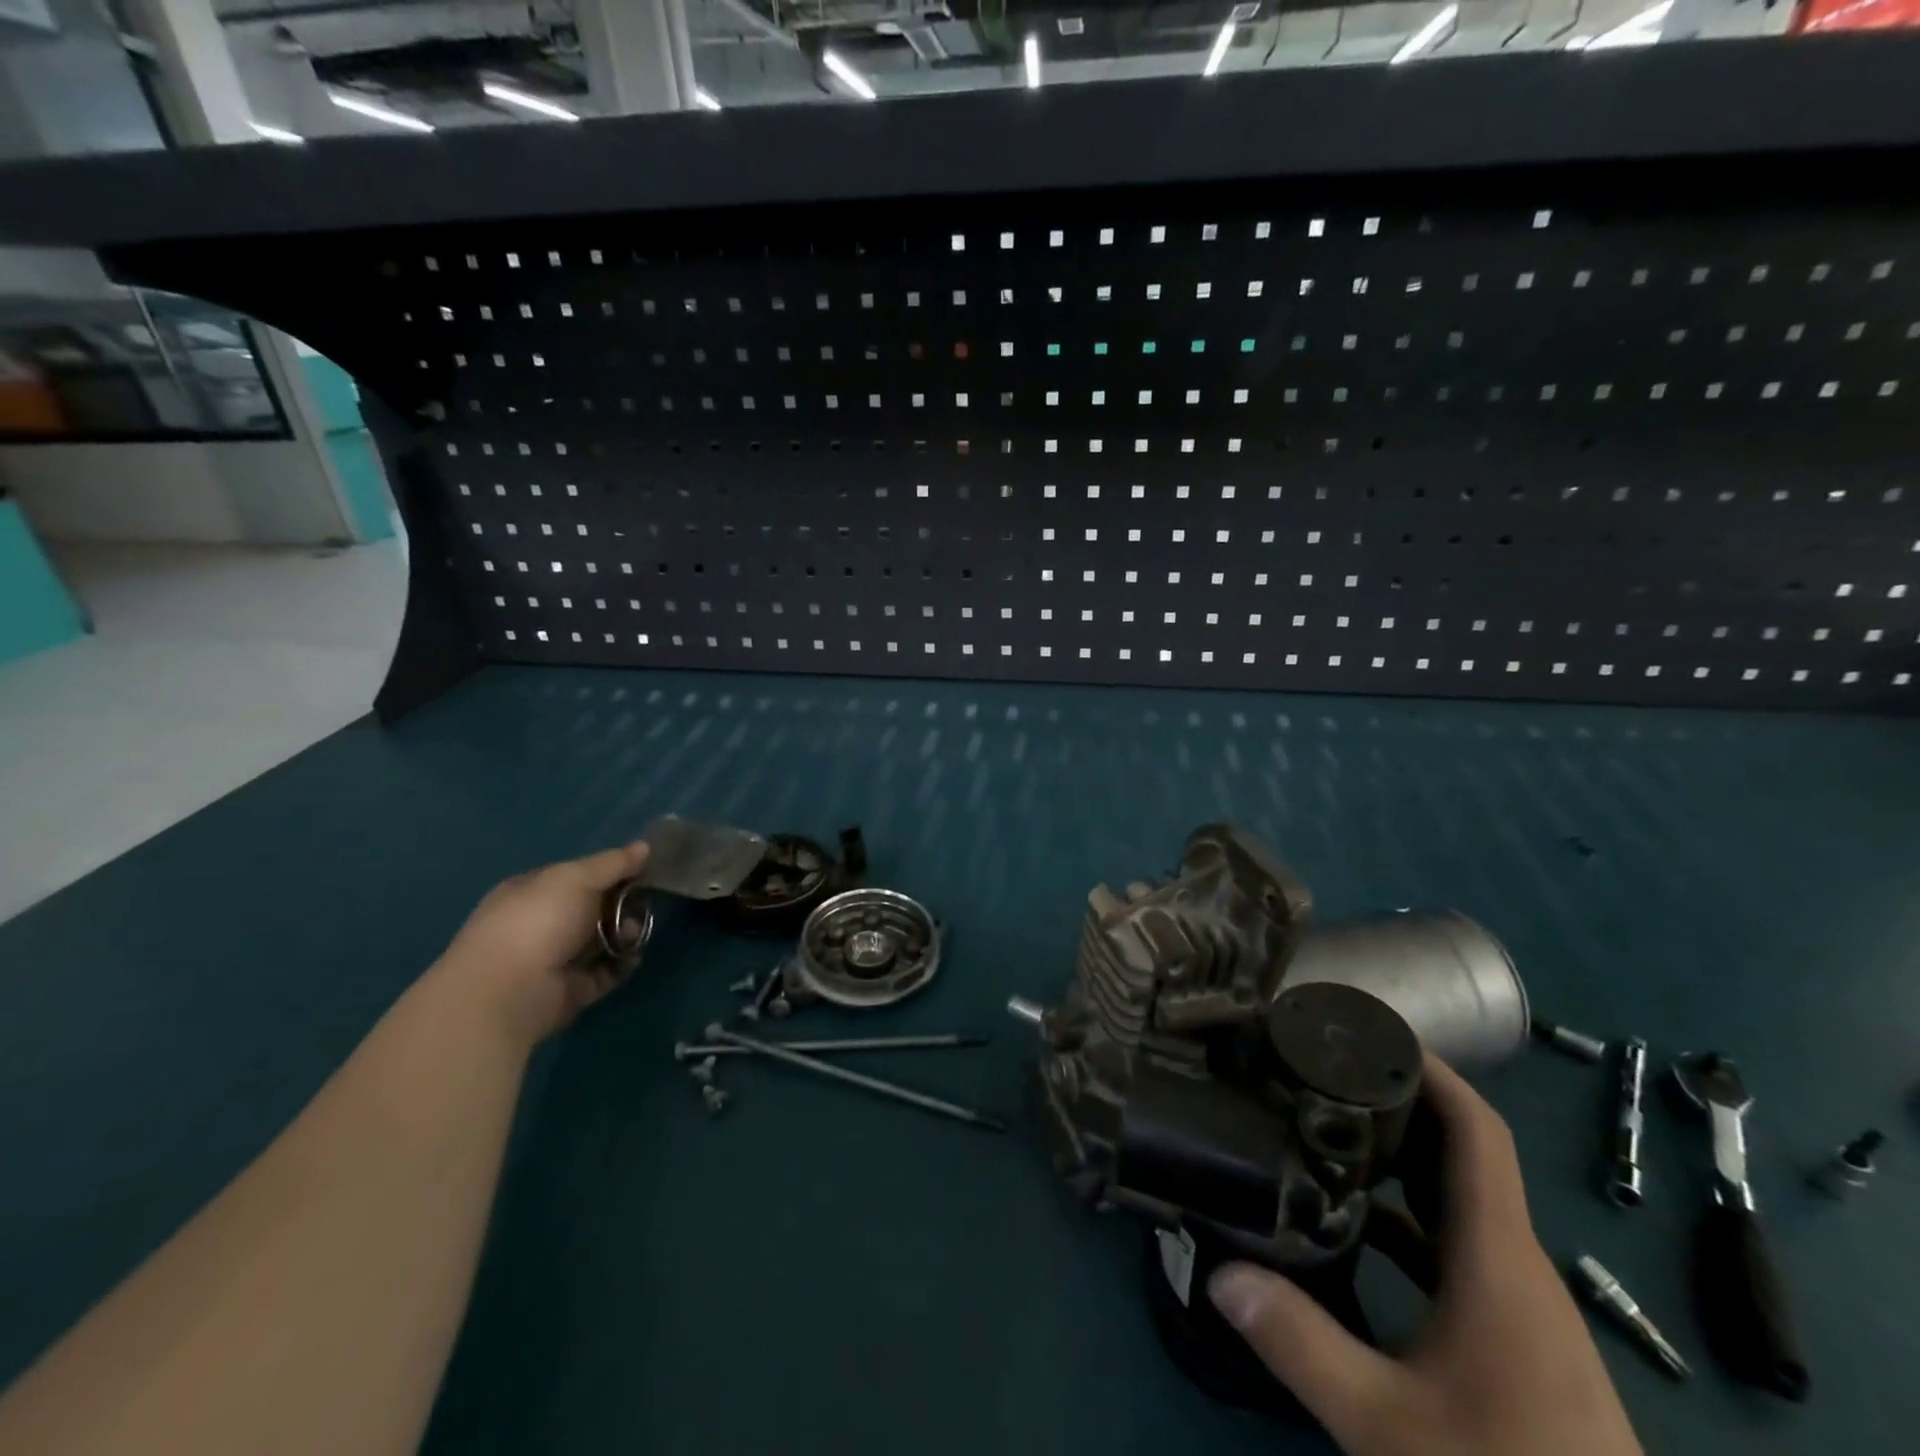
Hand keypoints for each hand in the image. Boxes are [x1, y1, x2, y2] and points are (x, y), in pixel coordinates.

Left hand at [435, 842, 648, 1048]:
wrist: (511, 991)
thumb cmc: (539, 921)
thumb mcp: (577, 878)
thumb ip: (613, 863)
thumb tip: (644, 846)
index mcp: (532, 892)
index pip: (575, 876)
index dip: (607, 871)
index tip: (639, 869)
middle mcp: (541, 924)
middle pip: (593, 907)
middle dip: (621, 903)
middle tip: (641, 903)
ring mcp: (555, 959)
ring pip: (602, 939)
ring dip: (625, 933)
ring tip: (633, 934)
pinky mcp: (571, 989)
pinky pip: (606, 971)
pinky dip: (622, 964)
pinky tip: (632, 956)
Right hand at [1208, 1055, 1641, 1455]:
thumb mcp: (1390, 1427)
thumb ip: (1302, 1344)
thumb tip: (1219, 1272)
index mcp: (1497, 1260)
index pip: (1475, 1132)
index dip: (1430, 1070)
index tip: (1369, 1031)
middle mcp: (1513, 1265)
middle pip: (1460, 1152)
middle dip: (1397, 1099)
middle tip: (1321, 1065)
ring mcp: (1516, 1303)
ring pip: (1455, 1200)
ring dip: (1398, 1156)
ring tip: (1323, 1121)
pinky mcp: (1510, 1335)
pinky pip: (1453, 1245)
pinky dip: (1405, 1216)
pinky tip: (1351, 1221)